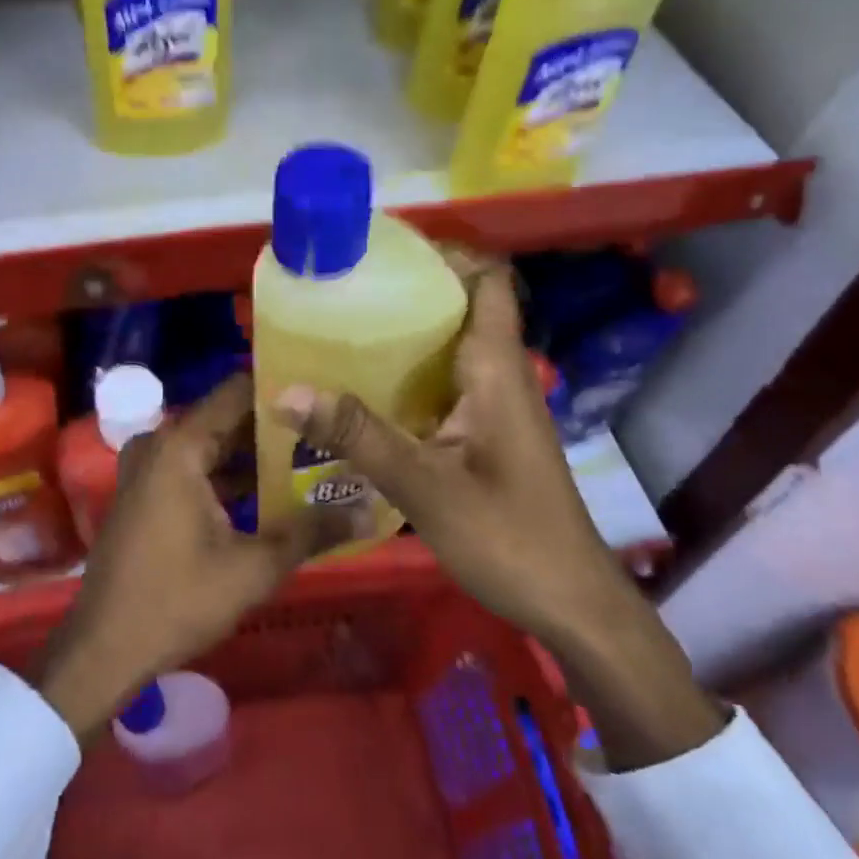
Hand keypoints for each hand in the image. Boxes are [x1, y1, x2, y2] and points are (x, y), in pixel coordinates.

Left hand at [37, 373, 327, 742]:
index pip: (239, 391)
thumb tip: (367, 509)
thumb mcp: (254, 568)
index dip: (284, 388)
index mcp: (180, 445)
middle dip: (278, 427)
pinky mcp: (146, 491)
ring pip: (213, 445)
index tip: (327, 392)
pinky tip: (273, 493)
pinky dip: (230, 476)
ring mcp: (148, 467)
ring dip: (256, 455)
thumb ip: (311, 531)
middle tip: (332, 430)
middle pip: (228, 418)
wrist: (104, 648)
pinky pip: (196, 466)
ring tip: (315, 458)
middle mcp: (161, 443)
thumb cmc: (177, 600)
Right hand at [273, 252, 616, 633]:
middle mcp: (498, 376)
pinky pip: (442, 388)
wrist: (571, 605)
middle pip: (459, 309)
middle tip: (341, 293)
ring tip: (338, 334)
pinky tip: (360, 398)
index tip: (384, 253)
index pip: (487, 281)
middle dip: (405, 294)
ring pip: (448, 351)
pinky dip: (405, 380)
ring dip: (402, 339)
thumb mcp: (424, 486)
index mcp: (496, 369)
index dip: (445, 255)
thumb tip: (287, 391)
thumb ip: (357, 436)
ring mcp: (494, 408)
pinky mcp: (485, 436)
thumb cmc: (508, 537)